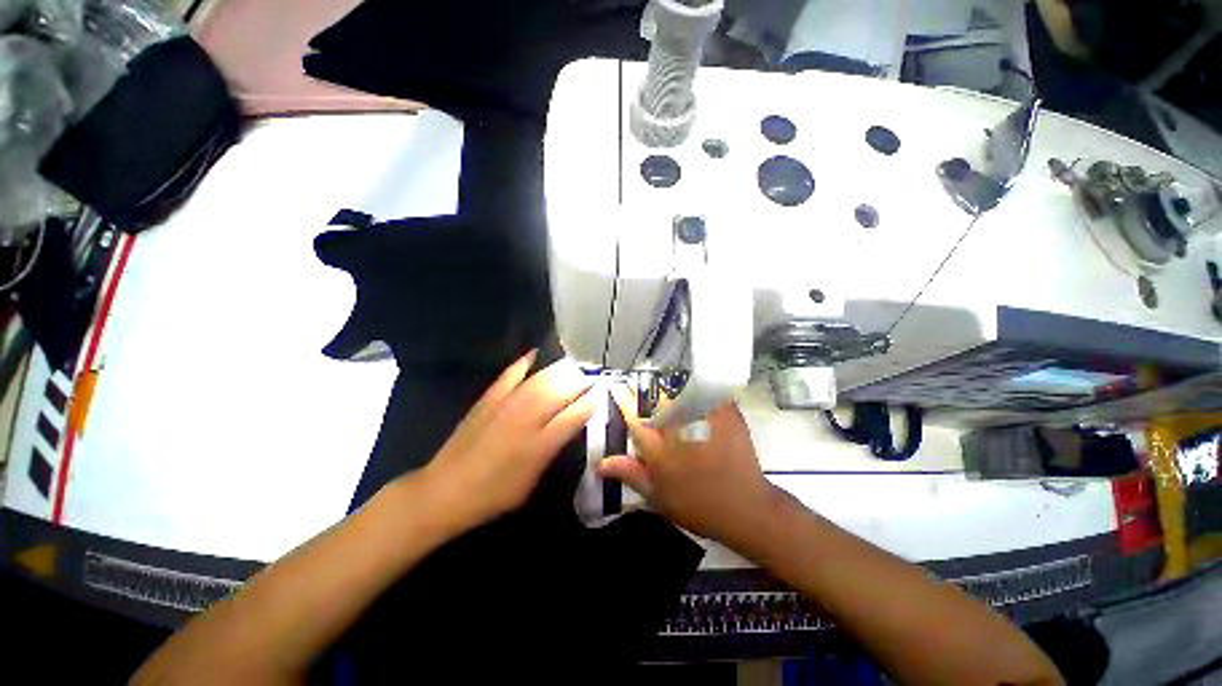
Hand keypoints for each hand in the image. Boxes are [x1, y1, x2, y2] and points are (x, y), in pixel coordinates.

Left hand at [414, 352, 598, 533]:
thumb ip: (553, 451)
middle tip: (591, 378)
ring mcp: (506, 405)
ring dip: (560, 370)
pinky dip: (523, 363)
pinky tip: (534, 354)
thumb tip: (568, 426)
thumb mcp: (532, 481)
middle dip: (581, 381)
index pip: (576, 414)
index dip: (593, 401)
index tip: (602, 393)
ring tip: (572, 367)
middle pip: (562, 391)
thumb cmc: (494, 495)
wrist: (444, 491)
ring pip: (541, 379)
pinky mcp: (488, 399)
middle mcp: (527, 419)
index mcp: (541, 444)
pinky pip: (510, 375)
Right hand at [598, 386, 776, 545]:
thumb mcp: (658, 496)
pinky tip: (699, 404)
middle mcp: (678, 427)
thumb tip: (601, 462)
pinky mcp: (725, 412)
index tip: (617, 389)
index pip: (633, 415)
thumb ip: (630, 473)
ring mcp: (703, 417)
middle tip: (653, 406)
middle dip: (649, 397)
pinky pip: (706, 391)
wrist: (746, 508)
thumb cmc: (697, 506)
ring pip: (679, 390)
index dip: (623, 399)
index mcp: (659, 448)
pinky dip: (699, 393)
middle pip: (655, 398)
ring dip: (672, 393)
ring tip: (675, 403)